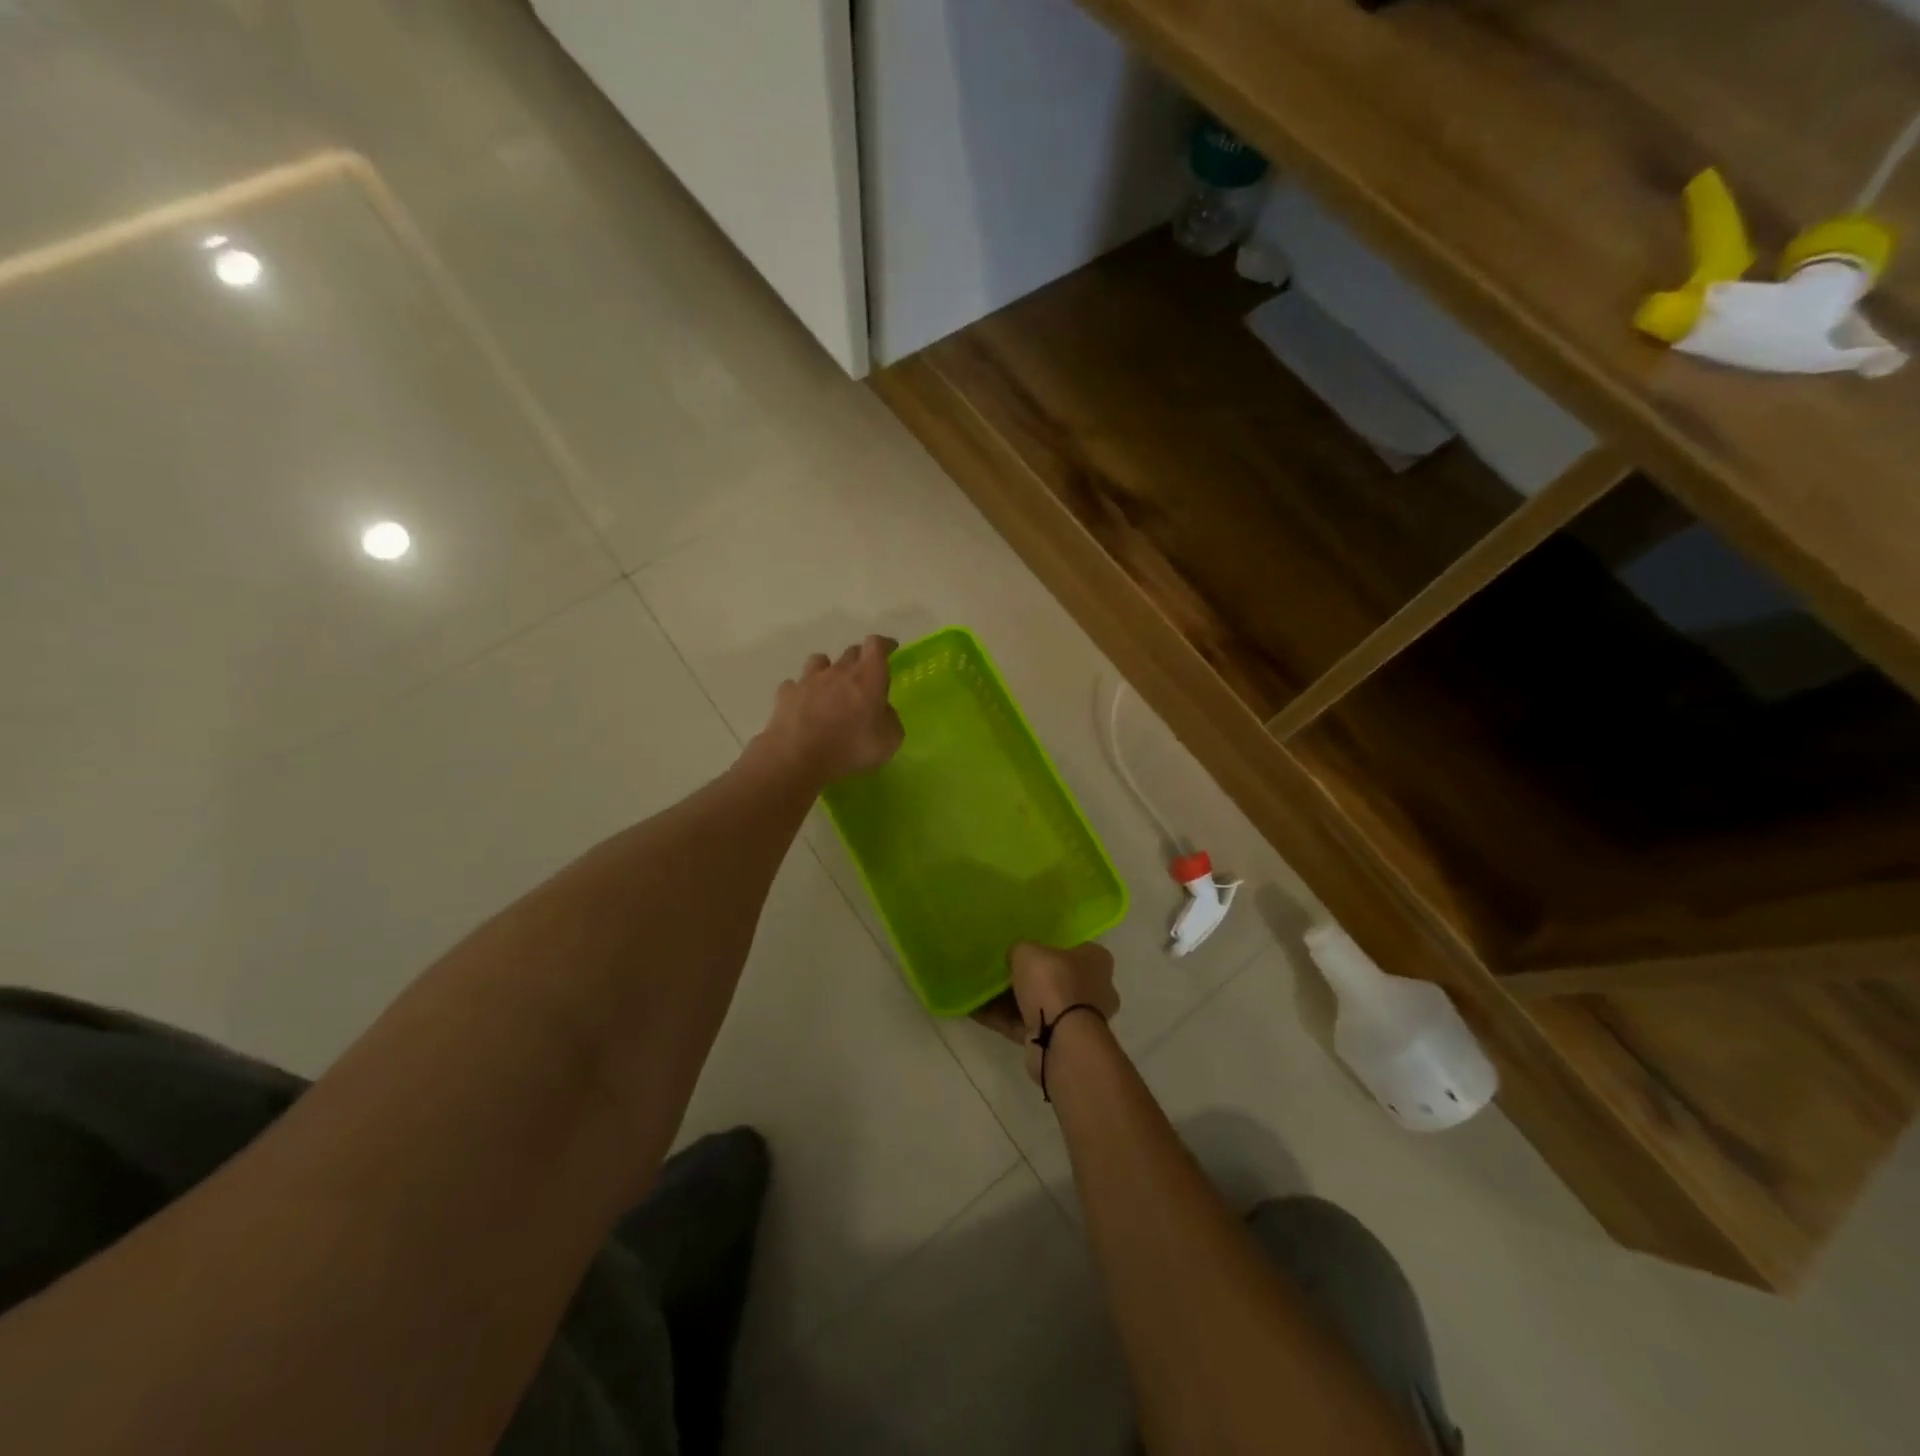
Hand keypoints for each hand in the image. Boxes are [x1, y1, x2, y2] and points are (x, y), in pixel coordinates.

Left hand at [756, 635, 904, 785]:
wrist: (798, 758)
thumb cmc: (850, 748)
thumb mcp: (889, 741)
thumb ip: (890, 720)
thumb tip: (883, 712)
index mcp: (867, 677)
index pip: (876, 645)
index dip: (884, 645)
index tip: (890, 651)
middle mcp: (838, 671)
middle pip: (851, 652)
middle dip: (860, 661)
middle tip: (864, 680)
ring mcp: (809, 680)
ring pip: (820, 661)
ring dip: (828, 670)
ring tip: (830, 688)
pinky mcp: (786, 694)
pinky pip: (796, 684)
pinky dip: (802, 691)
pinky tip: (804, 705)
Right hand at [974, 941, 1119, 1084]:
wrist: (1061, 1039)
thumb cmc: (1054, 982)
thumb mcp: (1028, 952)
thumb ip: (1020, 951)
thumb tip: (1015, 958)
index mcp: (1097, 961)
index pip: (1076, 949)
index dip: (1051, 948)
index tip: (1028, 950)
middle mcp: (1095, 990)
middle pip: (1057, 980)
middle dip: (1031, 979)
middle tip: (1003, 971)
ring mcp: (1078, 1020)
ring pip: (1041, 1006)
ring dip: (1013, 1002)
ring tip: (982, 992)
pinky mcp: (1059, 1043)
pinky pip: (1026, 1026)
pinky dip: (1004, 1020)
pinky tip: (976, 1011)